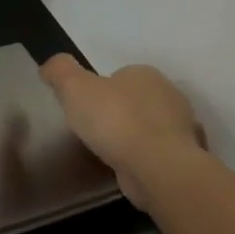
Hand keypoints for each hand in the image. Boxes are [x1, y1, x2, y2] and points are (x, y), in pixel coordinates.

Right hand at [39, 55, 207, 211]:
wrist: (157, 167)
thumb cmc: (114, 120)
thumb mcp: (74, 87)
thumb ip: (60, 71)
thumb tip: (51, 66)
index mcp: (144, 74)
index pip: (119, 76)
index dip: (99, 90)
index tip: (84, 108)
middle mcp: (169, 95)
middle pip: (135, 100)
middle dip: (118, 112)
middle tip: (94, 130)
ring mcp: (181, 127)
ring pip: (150, 126)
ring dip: (134, 135)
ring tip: (110, 151)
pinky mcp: (184, 156)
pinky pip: (159, 151)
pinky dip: (146, 156)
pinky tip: (129, 166)